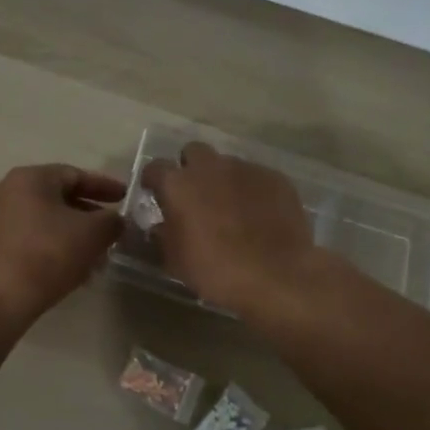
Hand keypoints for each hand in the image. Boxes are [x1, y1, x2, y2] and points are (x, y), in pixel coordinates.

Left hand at [0, 164, 125, 323]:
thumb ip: (111, 221)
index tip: (125, 198)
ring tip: (94, 257)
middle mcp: (5, 191)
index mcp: (29, 178)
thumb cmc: (49, 254)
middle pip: (56, 198)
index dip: (104, 186)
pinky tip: (69, 270)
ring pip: (42, 221)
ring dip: (71, 235)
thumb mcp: (93, 233)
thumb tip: (114, 221)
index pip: (74, 175)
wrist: (0, 298)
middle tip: (111, 231)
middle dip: (88, 215)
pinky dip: (50, 247)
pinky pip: (27, 239)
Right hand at [142, 142, 317, 318]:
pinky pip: (256, 178)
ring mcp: (246, 170)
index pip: (156, 167)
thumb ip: (163, 236)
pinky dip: (252, 191)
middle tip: (195, 195)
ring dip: (223, 180)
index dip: (154, 180)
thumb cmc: (215, 271)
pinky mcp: (276, 179)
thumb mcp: (175, 260)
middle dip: (191, 169)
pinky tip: (259, 215)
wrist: (276, 277)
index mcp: (178, 185)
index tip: (155, 193)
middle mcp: (210, 167)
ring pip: (227, 164)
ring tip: (231, 208)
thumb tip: (161, 226)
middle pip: (194, 152)